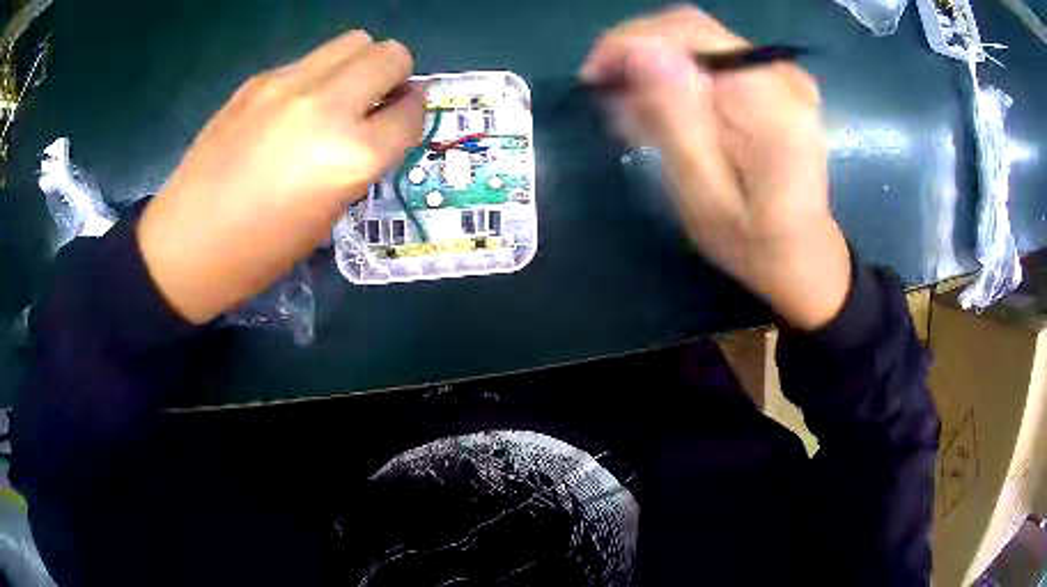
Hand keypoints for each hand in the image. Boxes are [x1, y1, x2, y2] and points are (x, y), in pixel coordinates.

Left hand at [138, 30, 423, 323]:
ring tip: (338, 96)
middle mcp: (327, 107)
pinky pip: (309, 60)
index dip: (413, 114)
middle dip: (395, 75)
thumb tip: (376, 127)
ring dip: (360, 64)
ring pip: (353, 41)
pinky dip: (317, 76)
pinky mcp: (259, 79)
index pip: (411, 111)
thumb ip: (361, 163)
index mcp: (351, 157)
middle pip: (390, 55)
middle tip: (376, 101)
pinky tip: (292, 108)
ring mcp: (289, 85)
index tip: (401, 121)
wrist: (187, 243)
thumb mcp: (328, 217)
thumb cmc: (261, 251)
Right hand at [581, 6, 850, 329]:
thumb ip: (677, 122)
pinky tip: (670, 112)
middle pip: (692, 29)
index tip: (592, 78)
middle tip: (611, 100)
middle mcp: (782, 75)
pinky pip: (716, 58)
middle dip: (638, 52)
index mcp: (771, 104)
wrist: (804, 257)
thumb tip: (642, 52)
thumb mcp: (705, 198)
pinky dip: (682, 76)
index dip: (630, 41)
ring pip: (699, 41)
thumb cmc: (754, 243)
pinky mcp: (777, 82)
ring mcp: (783, 75)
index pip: (689, 34)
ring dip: (657, 67)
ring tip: (638, 117)